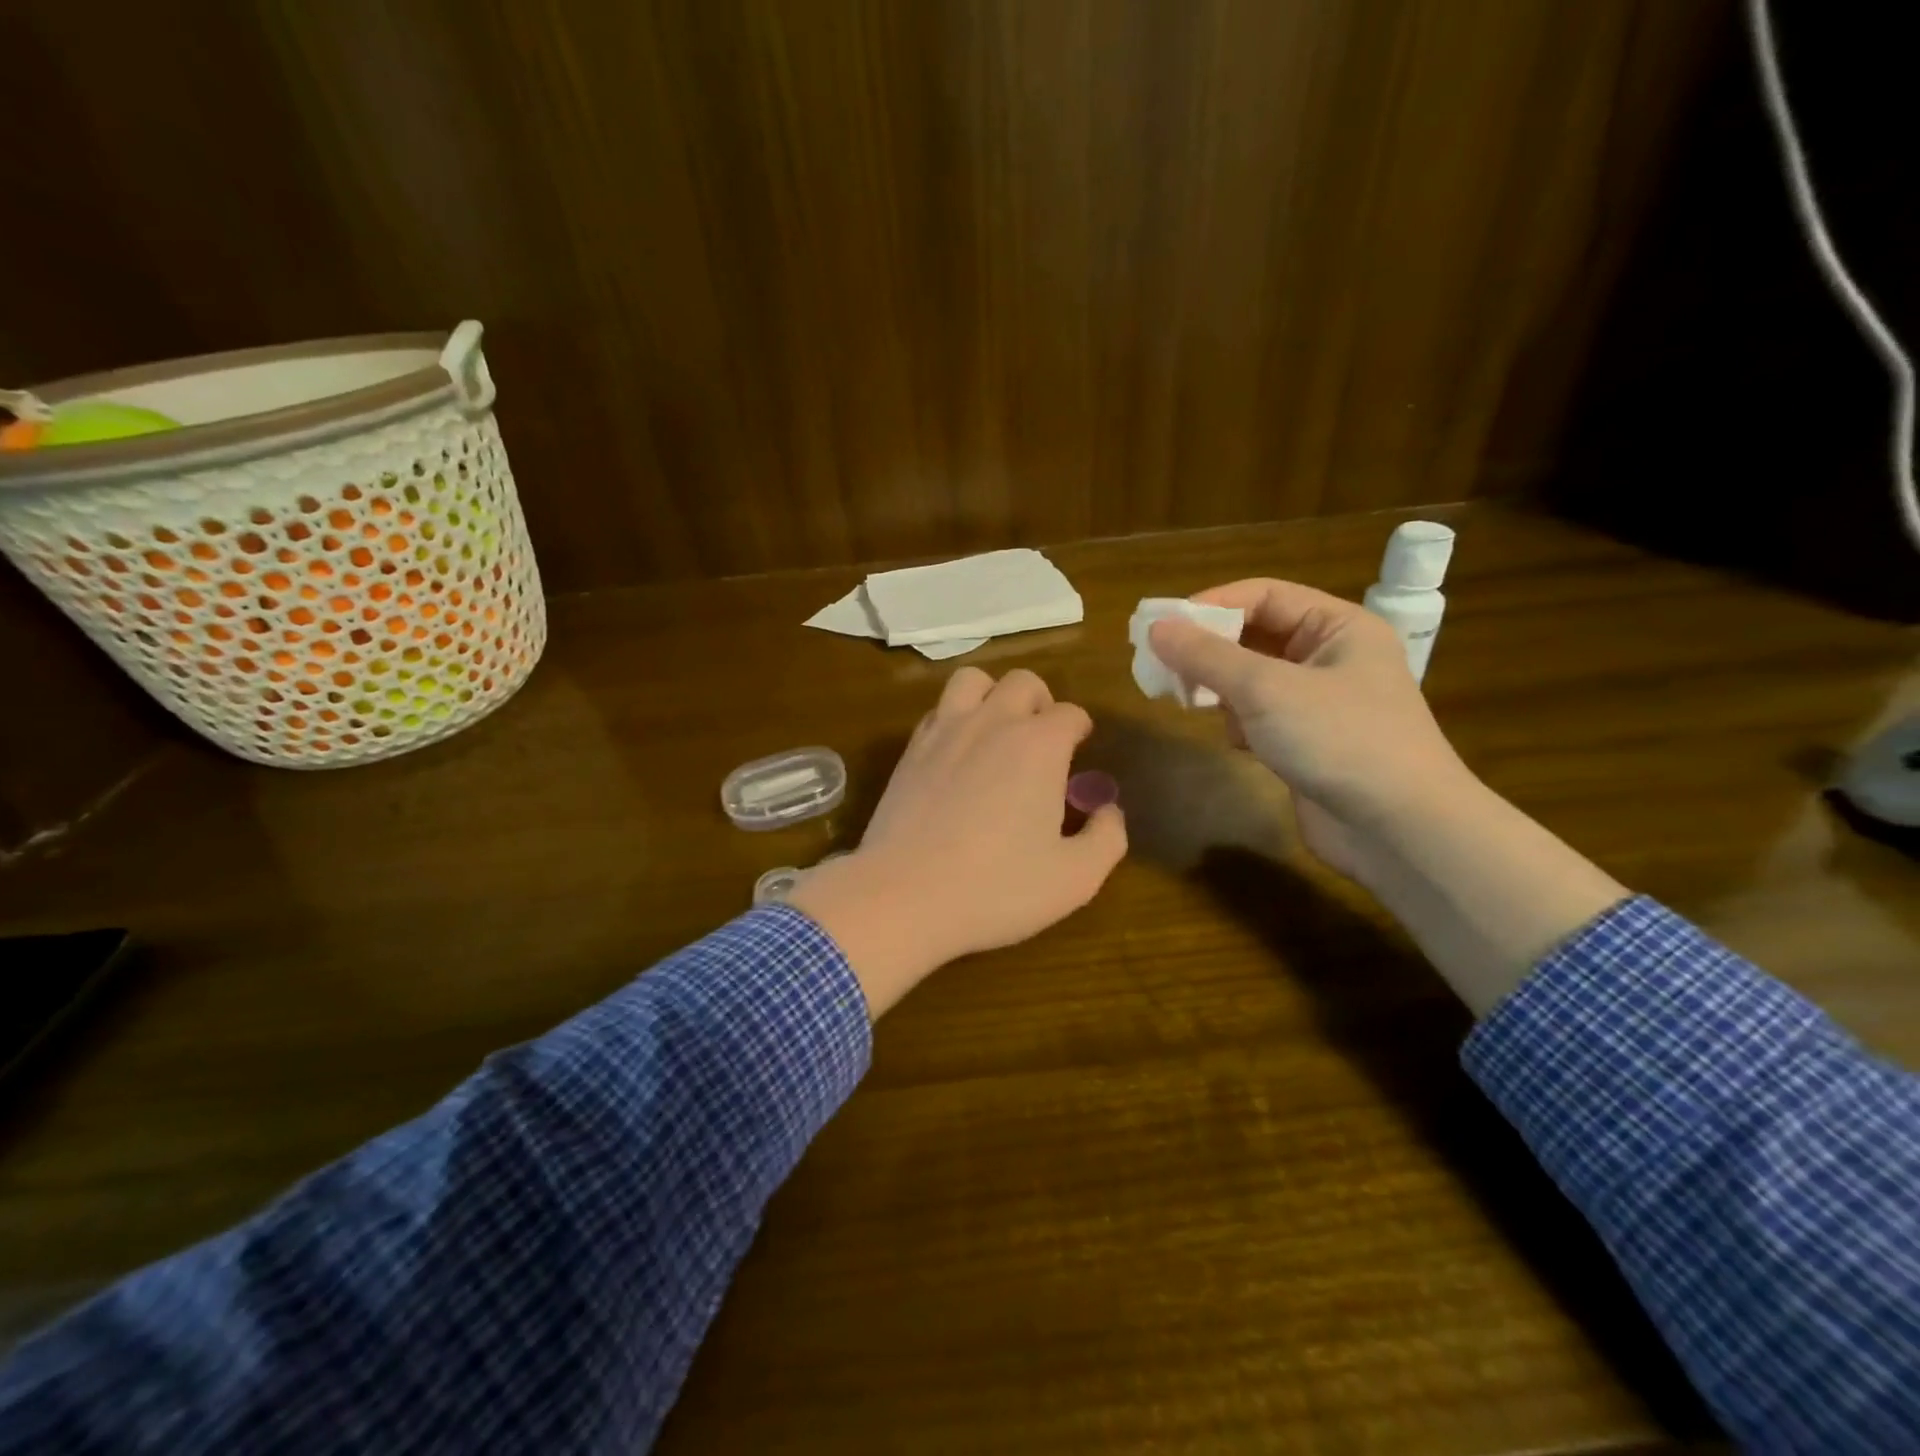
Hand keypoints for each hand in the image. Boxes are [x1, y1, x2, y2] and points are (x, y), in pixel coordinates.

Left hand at [789, 667, 1126, 1016]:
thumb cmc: (997, 889)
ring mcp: (944, 731)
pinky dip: (955, 718)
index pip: (1071, 714)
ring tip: (998, 732)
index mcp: (1039, 745)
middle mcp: (992, 723)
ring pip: (973, 680)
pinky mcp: (910, 750)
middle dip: (1041, 703)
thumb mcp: (1075, 878)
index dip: (1080, 731)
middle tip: (1043, 743)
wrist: (904, 896)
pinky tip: (958, 754)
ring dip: (993, 695)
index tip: (1080, 753)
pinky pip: (937, 710)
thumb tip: (1109, 810)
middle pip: (1023, 682)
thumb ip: (1107, 838)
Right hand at [1147, 579, 1471, 879]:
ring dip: (1221, 689)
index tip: (1162, 627)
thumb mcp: (1266, 689)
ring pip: (1252, 679)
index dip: (1211, 605)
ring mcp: (1321, 702)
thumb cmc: (1339, 739)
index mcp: (1338, 626)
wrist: (1398, 830)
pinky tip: (1238, 742)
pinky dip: (1240, 723)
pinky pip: (1260, 716)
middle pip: (1254, 636)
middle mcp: (1332, 657)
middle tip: (1163, 666)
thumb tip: (1155, 627)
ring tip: (1191, 703)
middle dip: (1210, 651)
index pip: (1263, 595)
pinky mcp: (1309, 741)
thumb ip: (1206, 656)